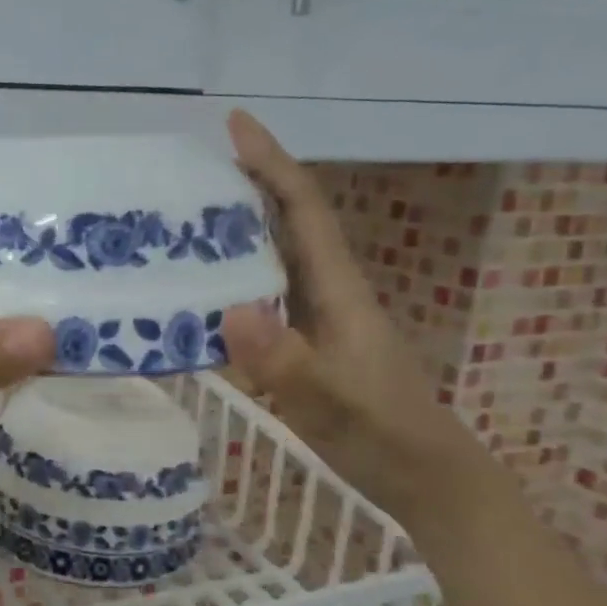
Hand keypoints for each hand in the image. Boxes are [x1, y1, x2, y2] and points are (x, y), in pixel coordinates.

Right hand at [219, 111, 503, 527]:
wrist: (428, 482)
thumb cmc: (387, 439)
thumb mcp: (333, 405)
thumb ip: (285, 363)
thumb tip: (231, 309)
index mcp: (339, 290)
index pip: (304, 210)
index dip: (272, 162)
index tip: (235, 123)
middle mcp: (327, 292)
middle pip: (286, 222)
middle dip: (245, 184)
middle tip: (185, 171)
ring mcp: (317, 319)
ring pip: (272, 257)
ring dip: (234, 229)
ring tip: (178, 220)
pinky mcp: (305, 343)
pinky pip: (262, 294)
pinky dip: (231, 278)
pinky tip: (196, 291)